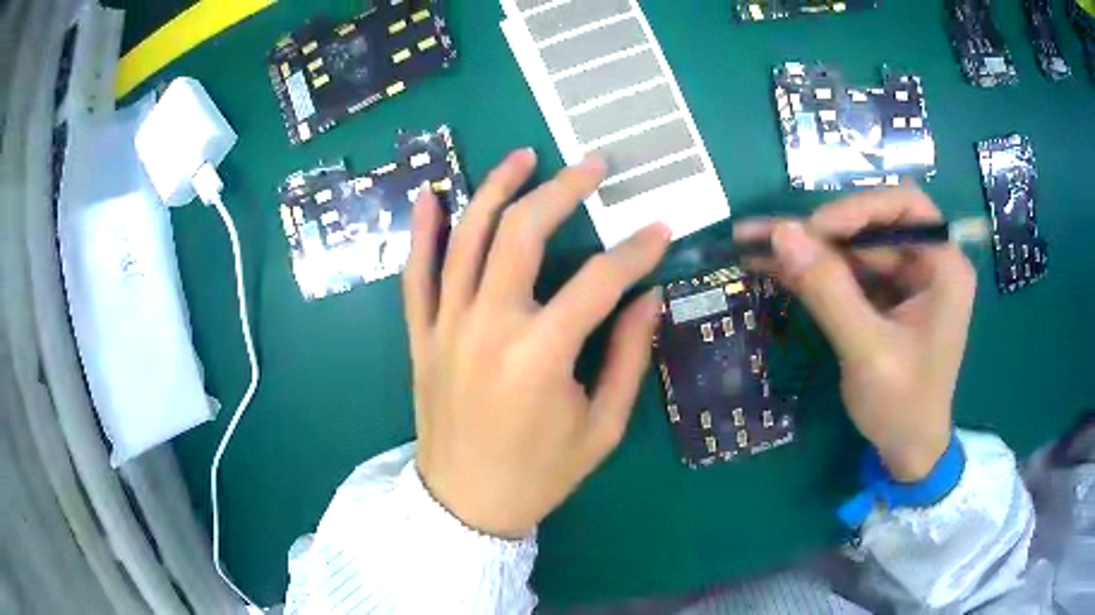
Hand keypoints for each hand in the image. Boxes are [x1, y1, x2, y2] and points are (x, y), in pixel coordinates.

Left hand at [403, 149, 670, 537]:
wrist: (466, 503)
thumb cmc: (540, 473)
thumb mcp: (602, 427)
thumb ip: (627, 358)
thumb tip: (650, 297)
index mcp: (540, 356)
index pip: (600, 281)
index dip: (637, 250)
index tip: (661, 227)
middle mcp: (488, 327)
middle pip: (523, 233)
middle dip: (563, 189)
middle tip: (593, 165)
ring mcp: (446, 327)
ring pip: (467, 238)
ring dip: (495, 189)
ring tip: (522, 156)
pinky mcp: (421, 336)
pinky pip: (415, 275)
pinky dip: (421, 232)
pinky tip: (431, 194)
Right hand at [735, 187, 975, 481]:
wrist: (907, 452)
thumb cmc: (902, 406)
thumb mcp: (868, 351)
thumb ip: (829, 291)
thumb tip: (782, 233)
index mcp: (944, 267)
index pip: (904, 205)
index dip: (859, 207)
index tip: (816, 230)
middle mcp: (926, 263)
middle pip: (871, 224)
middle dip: (821, 231)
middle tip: (772, 240)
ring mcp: (904, 280)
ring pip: (852, 247)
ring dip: (806, 248)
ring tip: (752, 242)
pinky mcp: (883, 298)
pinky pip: (846, 273)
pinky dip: (811, 272)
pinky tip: (772, 268)